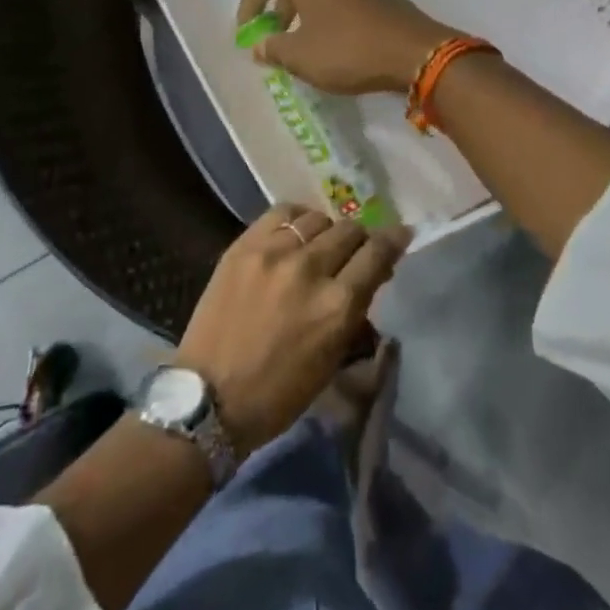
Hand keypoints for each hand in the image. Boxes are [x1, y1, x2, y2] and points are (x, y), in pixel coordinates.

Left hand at [175, 205, 409, 452]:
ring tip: (319, 245)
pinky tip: (293, 233)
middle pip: (350, 230)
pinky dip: (296, 220)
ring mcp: (274, 252)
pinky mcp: (244, 246)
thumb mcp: (332, 359)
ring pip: (318, 218)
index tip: (401, 234)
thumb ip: (355, 311)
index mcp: (337, 306)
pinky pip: (282, 212)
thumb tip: (371, 276)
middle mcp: (310, 269)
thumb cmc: (278, 393)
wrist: (209, 397)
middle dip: (359, 240)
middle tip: (353, 253)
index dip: (394, 240)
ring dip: (327, 231)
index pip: (378, 253)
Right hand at [236, 0, 455, 95]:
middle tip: (273, 39)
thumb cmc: (347, 48)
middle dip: (276, 8)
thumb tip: (259, 47)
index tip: (248, 32)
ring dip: (301, 11)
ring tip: (299, 44)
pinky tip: (329, 41)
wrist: (414, 51)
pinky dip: (325, 11)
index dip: (248, 2)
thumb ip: (272, 48)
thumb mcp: (300, 55)